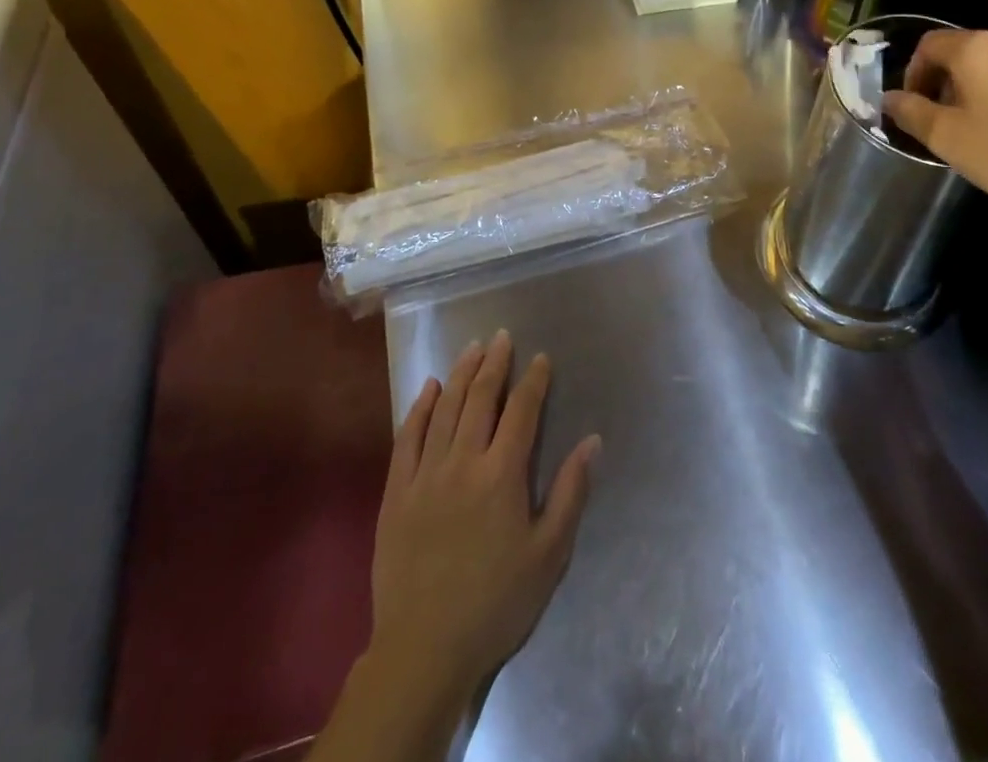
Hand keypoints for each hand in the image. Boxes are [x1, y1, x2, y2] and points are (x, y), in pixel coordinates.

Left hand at [369, 331, 599, 702]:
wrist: (425, 649)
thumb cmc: (497, 602)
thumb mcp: (549, 554)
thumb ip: (570, 492)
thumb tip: (592, 440)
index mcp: (502, 474)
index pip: (522, 411)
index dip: (534, 381)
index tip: (541, 358)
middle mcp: (463, 461)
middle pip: (481, 398)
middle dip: (495, 364)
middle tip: (502, 337)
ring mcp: (425, 474)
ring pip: (445, 409)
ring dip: (461, 374)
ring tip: (472, 348)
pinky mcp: (396, 492)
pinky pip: (407, 438)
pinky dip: (420, 408)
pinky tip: (429, 388)